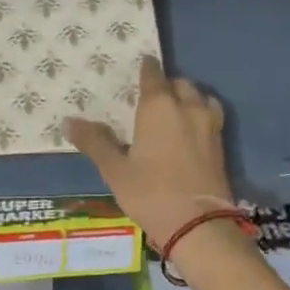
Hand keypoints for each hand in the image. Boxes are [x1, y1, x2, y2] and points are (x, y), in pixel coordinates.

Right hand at [64, 56, 233, 245]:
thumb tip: (68, 121)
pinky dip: (200, 116)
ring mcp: (209, 126)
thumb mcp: (115, 170)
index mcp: (159, 106)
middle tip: (152, 96)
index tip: (141, 64)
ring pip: (200, 98)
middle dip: (167, 85)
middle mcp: (187, 108)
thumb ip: (95, 142)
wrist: (199, 225)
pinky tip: (191, 132)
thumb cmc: (151, 193)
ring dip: (188, 98)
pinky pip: (210, 117)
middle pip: (180, 84)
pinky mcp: (221, 145)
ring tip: (175, 110)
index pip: (153, 75)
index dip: (146, 68)